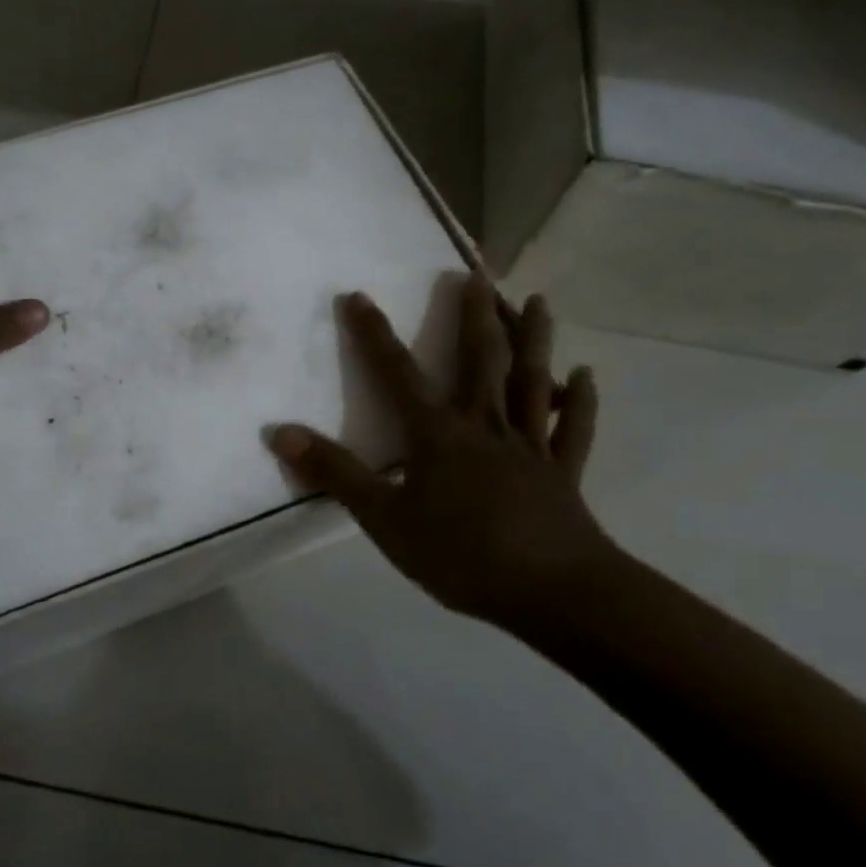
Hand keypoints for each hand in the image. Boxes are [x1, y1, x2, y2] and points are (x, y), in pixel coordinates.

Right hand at [267, 274, 611, 629]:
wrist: (553, 593)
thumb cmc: (462, 555)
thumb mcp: (383, 519)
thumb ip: (334, 473)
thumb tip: (279, 433)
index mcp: (438, 434)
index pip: (396, 373)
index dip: (373, 333)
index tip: (357, 295)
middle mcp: (484, 425)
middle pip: (480, 360)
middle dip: (474, 315)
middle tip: (476, 273)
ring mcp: (529, 446)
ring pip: (531, 381)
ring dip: (533, 339)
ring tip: (537, 299)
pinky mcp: (562, 472)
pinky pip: (572, 428)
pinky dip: (580, 401)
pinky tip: (586, 377)